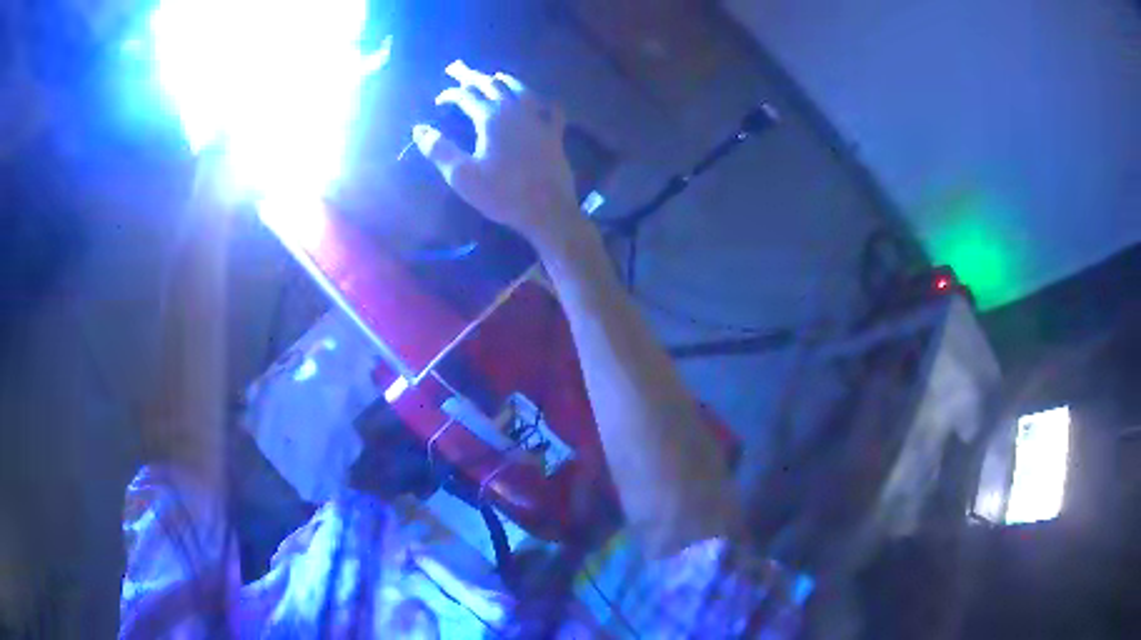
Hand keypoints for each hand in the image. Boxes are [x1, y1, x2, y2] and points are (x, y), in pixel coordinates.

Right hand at [413, 62, 582, 244]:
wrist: (547, 210)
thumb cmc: (502, 194)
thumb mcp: (462, 176)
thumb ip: (438, 150)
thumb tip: (419, 129)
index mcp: (491, 117)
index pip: (466, 95)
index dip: (450, 94)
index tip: (439, 101)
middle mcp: (516, 110)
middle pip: (492, 84)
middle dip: (473, 77)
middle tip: (459, 71)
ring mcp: (539, 119)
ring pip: (521, 89)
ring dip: (503, 80)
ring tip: (494, 77)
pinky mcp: (555, 133)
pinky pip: (550, 107)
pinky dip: (539, 99)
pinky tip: (538, 101)